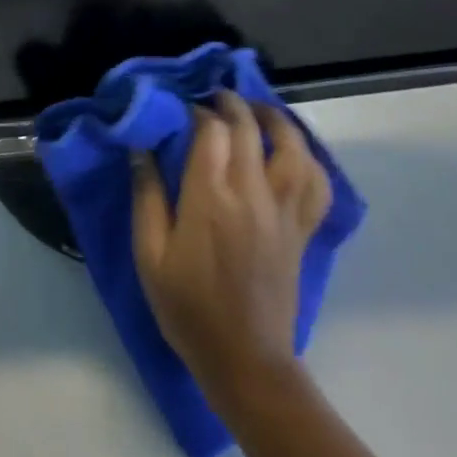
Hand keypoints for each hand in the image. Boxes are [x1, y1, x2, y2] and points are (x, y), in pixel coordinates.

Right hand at [132, 92, 333, 405]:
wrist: (245, 361)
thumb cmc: (187, 307)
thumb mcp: (150, 255)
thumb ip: (147, 196)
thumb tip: (140, 149)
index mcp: (210, 199)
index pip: (210, 131)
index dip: (197, 110)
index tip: (182, 107)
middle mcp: (252, 196)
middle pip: (250, 129)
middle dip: (232, 103)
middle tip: (214, 95)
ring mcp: (283, 213)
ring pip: (293, 148)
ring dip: (274, 119)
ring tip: (256, 110)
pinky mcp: (302, 231)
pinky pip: (317, 184)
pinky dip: (309, 159)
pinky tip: (293, 151)